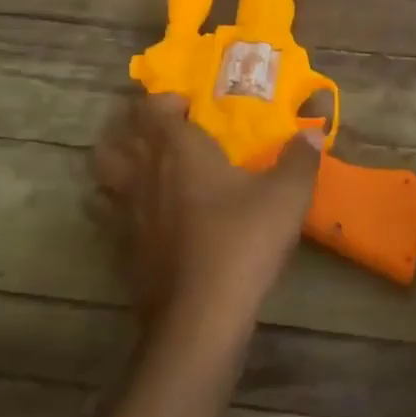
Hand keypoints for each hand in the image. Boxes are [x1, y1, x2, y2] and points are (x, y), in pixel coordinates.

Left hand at [95, 94, 323, 339]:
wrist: (201, 315)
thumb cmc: (243, 241)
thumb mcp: (287, 196)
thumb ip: (300, 159)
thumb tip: (313, 131)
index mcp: (178, 151)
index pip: (153, 108)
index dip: (166, 101)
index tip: (190, 107)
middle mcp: (144, 173)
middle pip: (117, 136)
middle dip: (133, 125)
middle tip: (161, 130)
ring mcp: (126, 212)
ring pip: (102, 172)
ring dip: (116, 160)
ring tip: (142, 164)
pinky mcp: (121, 247)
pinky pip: (106, 212)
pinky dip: (115, 203)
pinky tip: (142, 213)